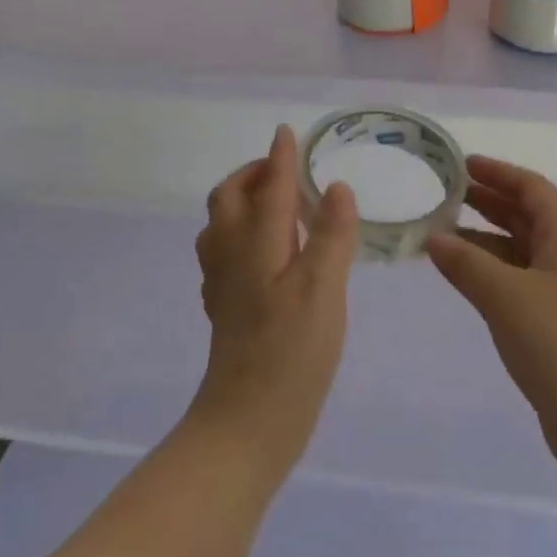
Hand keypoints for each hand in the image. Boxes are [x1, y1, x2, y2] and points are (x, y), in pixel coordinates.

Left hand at [190, 125, 359, 477]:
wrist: (246, 425)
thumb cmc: (291, 354)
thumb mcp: (323, 289)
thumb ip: (330, 235)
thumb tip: (335, 187)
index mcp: (257, 245)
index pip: (269, 188)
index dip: (279, 158)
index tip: (287, 132)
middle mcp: (232, 256)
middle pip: (229, 199)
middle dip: (253, 174)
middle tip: (284, 169)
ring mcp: (223, 285)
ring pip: (220, 225)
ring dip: (242, 200)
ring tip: (276, 203)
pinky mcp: (224, 309)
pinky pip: (223, 252)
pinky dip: (240, 233)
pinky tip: (264, 251)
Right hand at [427, 156, 556, 470]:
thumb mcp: (508, 297)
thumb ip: (467, 264)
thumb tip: (434, 238)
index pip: (532, 188)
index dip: (498, 172)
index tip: (462, 164)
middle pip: (526, 216)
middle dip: (488, 201)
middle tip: (445, 194)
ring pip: (519, 251)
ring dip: (484, 239)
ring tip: (442, 233)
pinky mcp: (556, 325)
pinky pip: (517, 282)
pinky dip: (490, 273)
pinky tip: (462, 278)